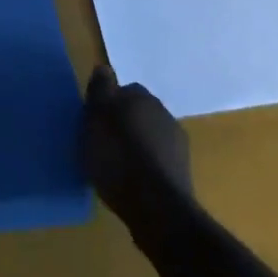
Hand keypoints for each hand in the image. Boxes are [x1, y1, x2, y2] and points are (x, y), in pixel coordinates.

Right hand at [80, 66, 194, 228]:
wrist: (157, 208)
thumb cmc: (117, 158)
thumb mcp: (95, 119)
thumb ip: (100, 90)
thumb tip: (104, 68)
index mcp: (140, 96)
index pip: (122, 89)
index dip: (107, 104)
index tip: (95, 122)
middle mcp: (162, 110)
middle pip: (138, 110)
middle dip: (124, 122)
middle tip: (105, 142)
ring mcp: (176, 140)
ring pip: (150, 133)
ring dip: (138, 142)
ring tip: (119, 164)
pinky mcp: (182, 169)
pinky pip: (158, 157)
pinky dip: (148, 163)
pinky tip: (135, 180)